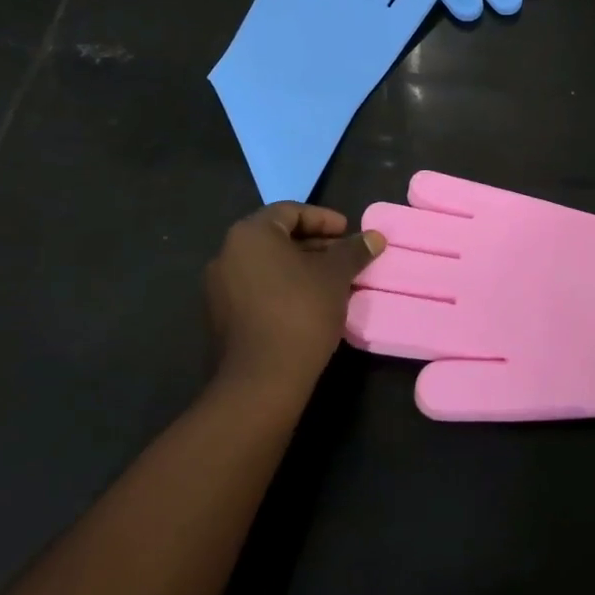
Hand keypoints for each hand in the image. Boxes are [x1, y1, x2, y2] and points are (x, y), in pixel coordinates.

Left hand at [205, 203, 384, 406]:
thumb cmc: (300, 312)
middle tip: (345, 256)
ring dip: (301, 268)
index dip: (324, 219)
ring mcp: (219, 288)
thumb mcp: (335, 276)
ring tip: (333, 281)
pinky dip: (284, 288)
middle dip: (315, 245)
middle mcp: (227, 254)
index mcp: (250, 234)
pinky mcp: (221, 318)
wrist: (261, 382)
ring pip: (268, 266)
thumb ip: (354, 251)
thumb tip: (375, 237)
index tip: (348, 232)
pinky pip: (257, 289)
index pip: (290, 211)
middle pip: (277, 238)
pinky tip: (310, 303)